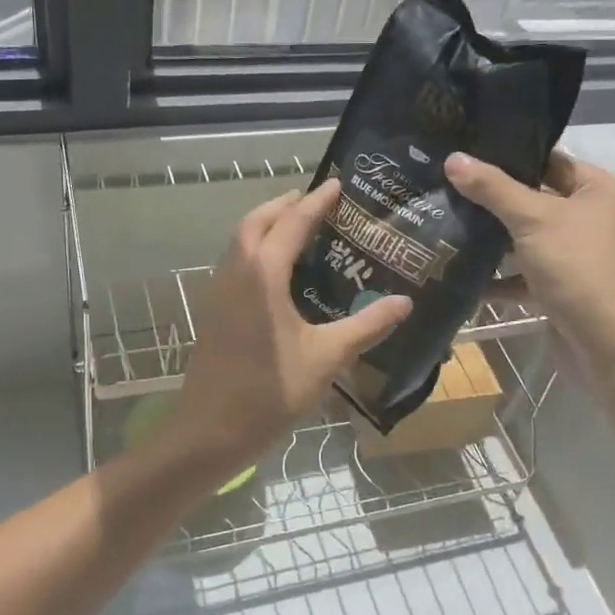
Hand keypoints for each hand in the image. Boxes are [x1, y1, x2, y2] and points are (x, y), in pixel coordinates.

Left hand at [159, 179, 411, 481]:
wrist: (210, 431)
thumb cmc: (270, 391)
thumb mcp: (327, 358)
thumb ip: (366, 326)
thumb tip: (405, 303)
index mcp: (263, 274)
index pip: (292, 222)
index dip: (316, 202)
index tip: (336, 184)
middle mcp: (236, 272)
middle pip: (256, 222)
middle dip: (284, 205)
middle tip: (315, 202)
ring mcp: (219, 291)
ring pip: (240, 241)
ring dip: (266, 225)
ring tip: (298, 228)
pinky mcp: (214, 310)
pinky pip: (235, 262)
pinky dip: (255, 249)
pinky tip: (278, 273)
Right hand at [445, 149, 614, 360]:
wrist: (608, 344)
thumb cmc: (578, 267)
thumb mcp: (532, 219)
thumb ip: (491, 188)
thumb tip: (453, 158)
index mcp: (601, 190)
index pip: (549, 160)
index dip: (509, 157)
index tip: (465, 153)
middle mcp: (594, 217)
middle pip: (535, 198)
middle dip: (492, 199)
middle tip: (446, 186)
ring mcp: (578, 254)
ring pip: (527, 237)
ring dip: (491, 237)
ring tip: (445, 221)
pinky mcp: (563, 286)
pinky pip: (525, 272)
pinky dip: (499, 275)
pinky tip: (459, 272)